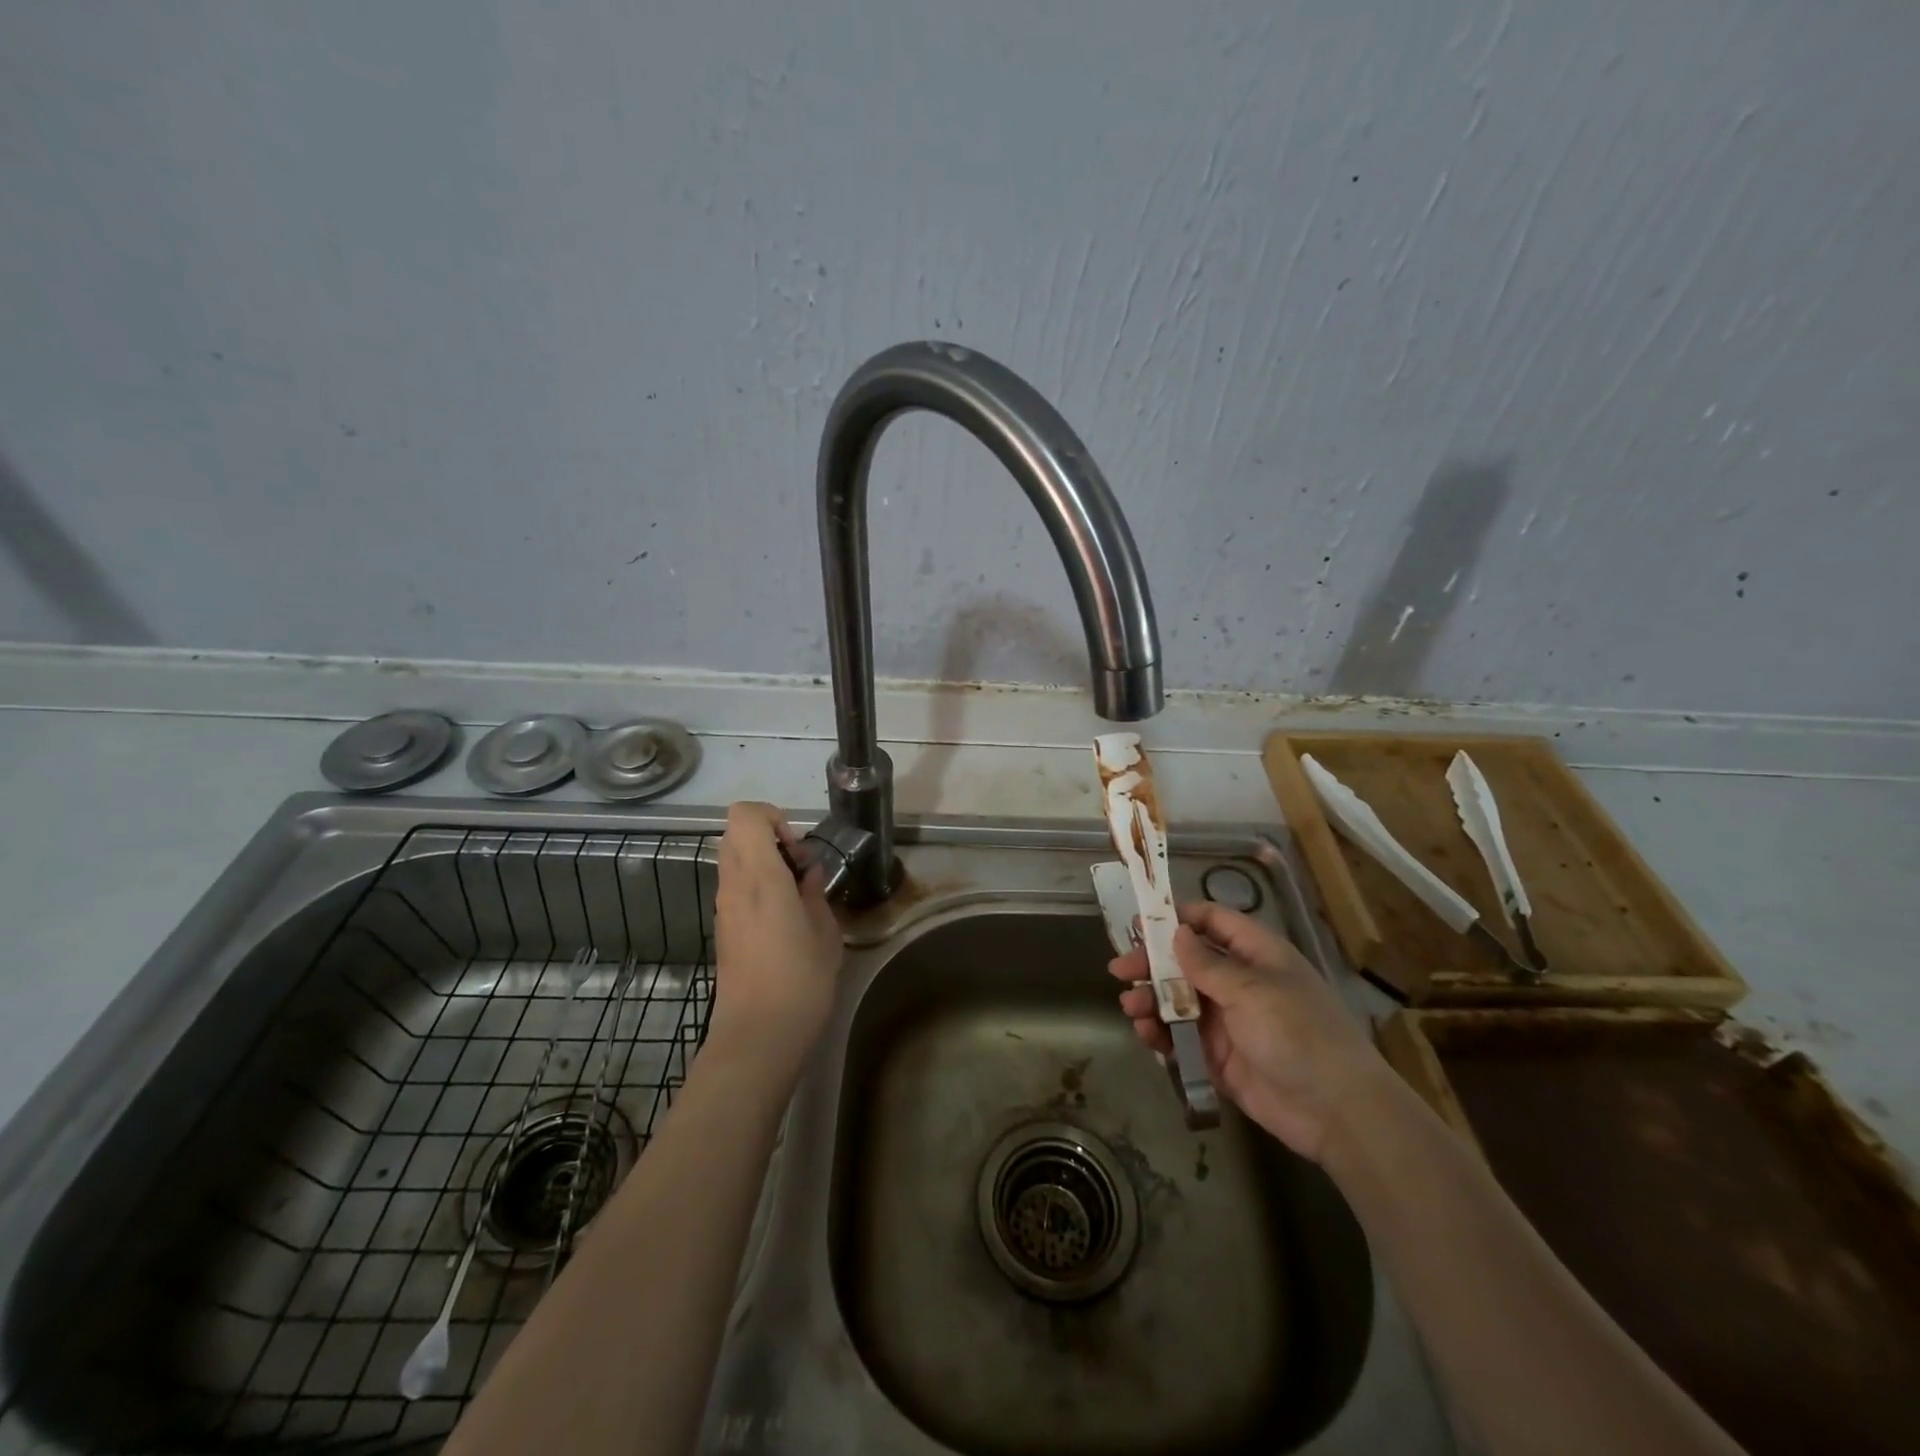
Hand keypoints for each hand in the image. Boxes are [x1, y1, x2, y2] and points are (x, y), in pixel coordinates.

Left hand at [711, 802, 844, 1067]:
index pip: (745, 814)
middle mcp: (734, 884)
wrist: (757, 1034)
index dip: (773, 817)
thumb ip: (815, 893)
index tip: (798, 848)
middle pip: (735, 832)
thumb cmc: (800, 980)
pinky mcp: (722, 927)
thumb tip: (808, 874)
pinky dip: (756, 885)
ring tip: (795, 894)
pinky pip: (734, 885)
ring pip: (733, 858)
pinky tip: (783, 917)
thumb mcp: (825, 932)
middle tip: (799, 867)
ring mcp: (723, 907)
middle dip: (769, 836)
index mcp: (760, 876)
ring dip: (763, 862)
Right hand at [1110, 901, 1387, 1159]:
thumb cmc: (1297, 1033)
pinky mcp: (1219, 1057)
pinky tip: (1147, 1035)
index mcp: (1256, 955)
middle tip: (1120, 970)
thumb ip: (1207, 964)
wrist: (1336, 1111)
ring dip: (1152, 1000)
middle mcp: (1240, 982)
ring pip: (1179, 1000)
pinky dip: (1161, 1034)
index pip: (1213, 921)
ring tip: (1131, 1008)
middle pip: (1187, 962)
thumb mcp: (1251, 990)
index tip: (1141, 924)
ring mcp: (1229, 1020)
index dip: (1178, 918)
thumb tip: (1176, 933)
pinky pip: (1182, 1037)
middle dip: (1152, 964)